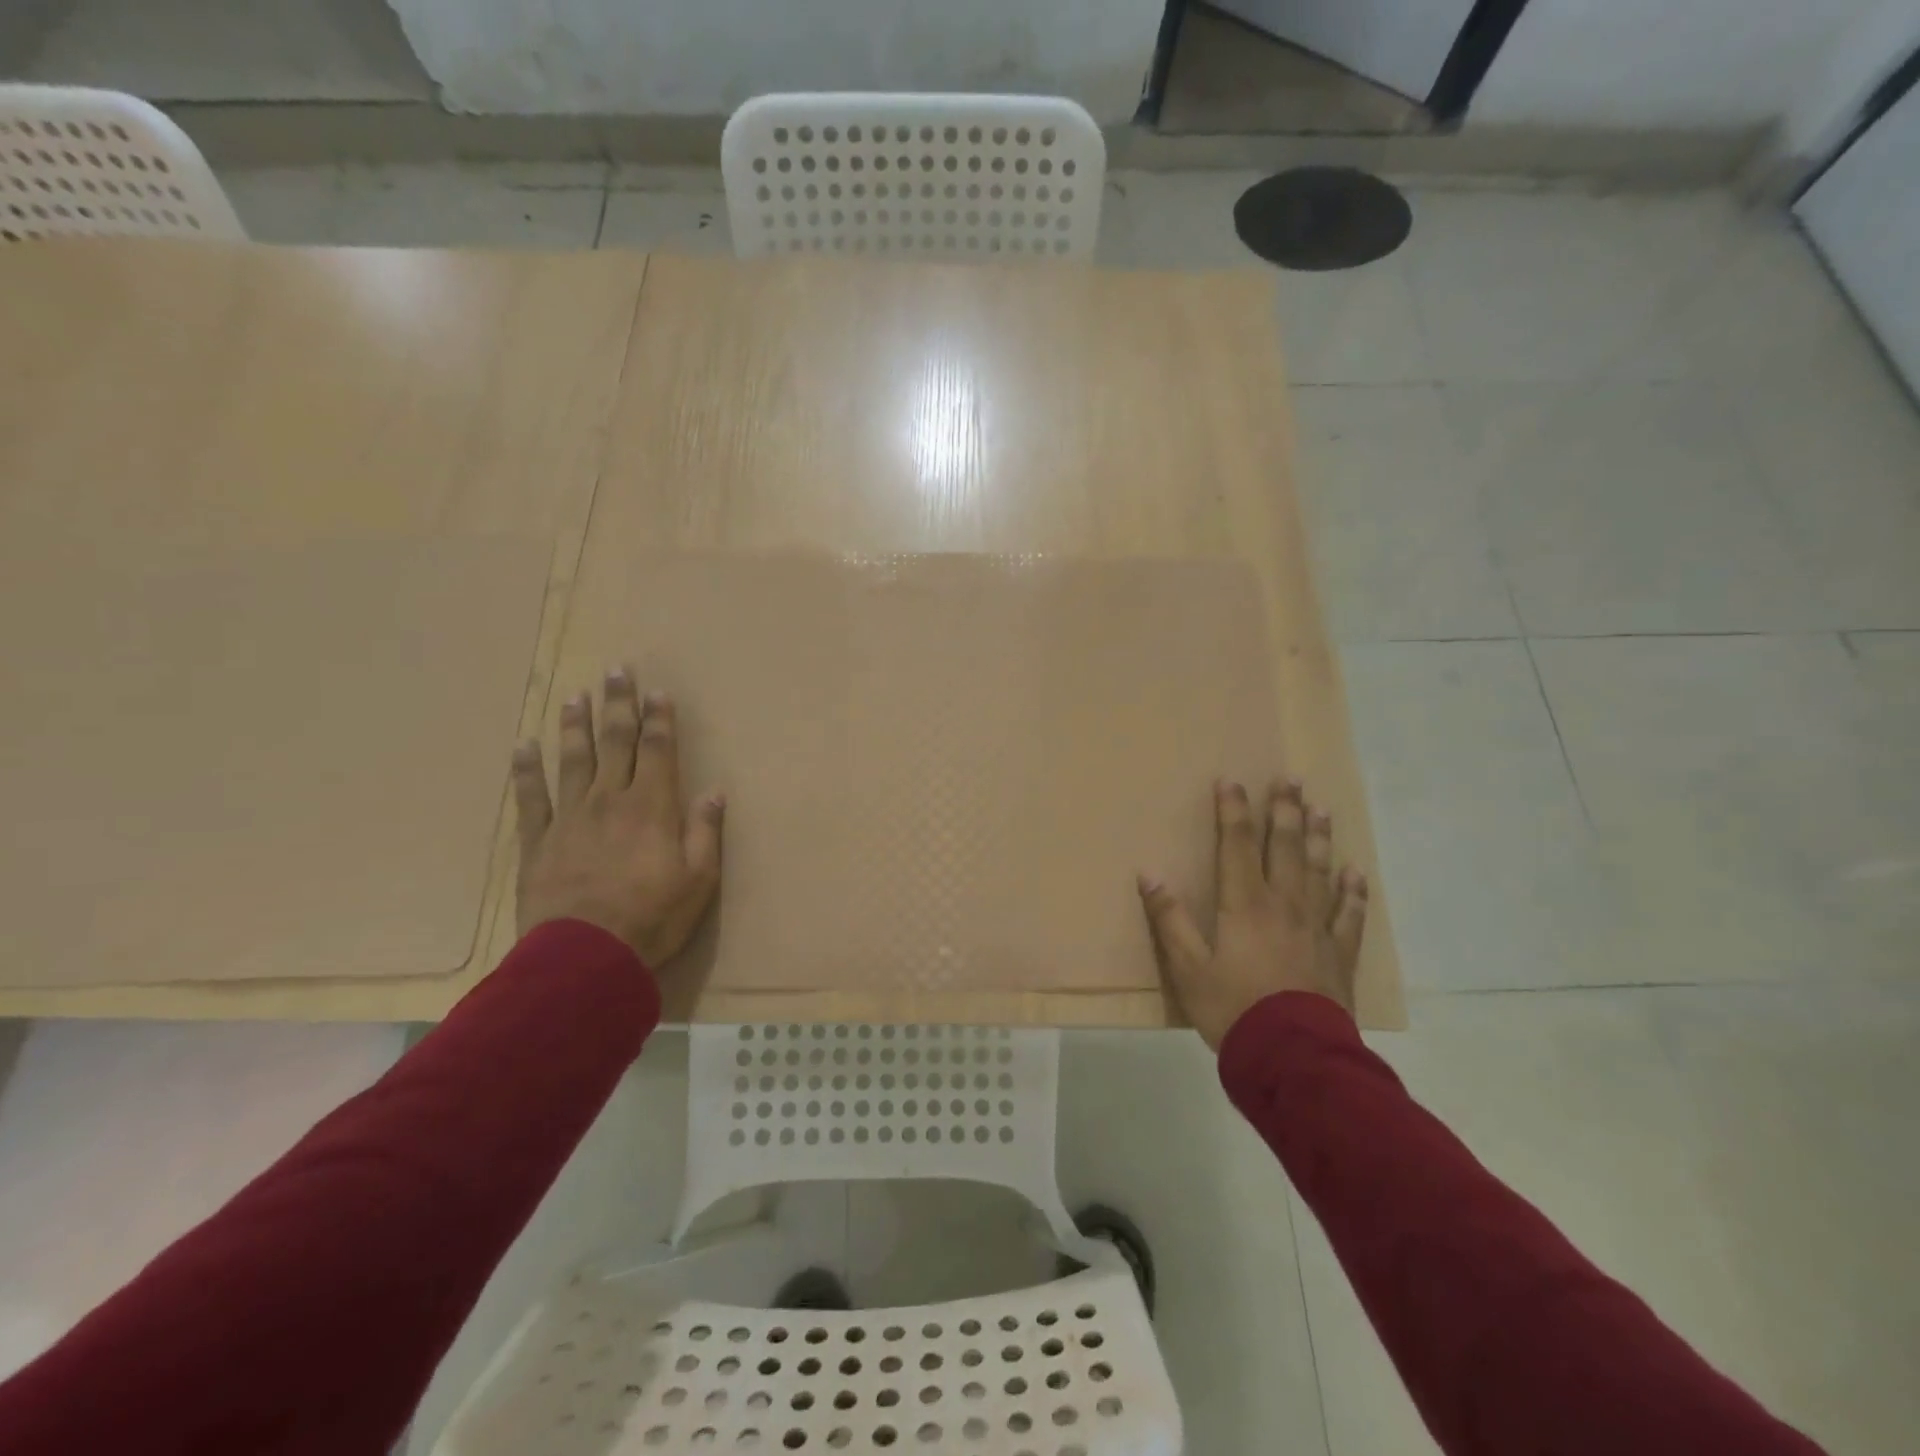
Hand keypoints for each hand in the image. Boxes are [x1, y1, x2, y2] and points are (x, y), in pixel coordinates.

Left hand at [512, 668, 723, 967]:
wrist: (584, 957)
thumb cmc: (653, 918)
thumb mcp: (699, 880)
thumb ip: (705, 831)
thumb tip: (714, 790)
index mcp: (652, 807)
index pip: (658, 751)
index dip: (659, 719)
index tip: (658, 691)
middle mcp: (610, 800)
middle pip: (615, 743)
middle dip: (618, 706)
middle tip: (616, 671)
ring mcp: (570, 818)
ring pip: (573, 760)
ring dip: (575, 725)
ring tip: (575, 696)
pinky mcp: (538, 842)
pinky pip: (531, 798)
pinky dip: (527, 770)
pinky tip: (525, 747)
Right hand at [1139, 778, 1367, 1049]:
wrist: (1293, 1058)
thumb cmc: (1233, 1009)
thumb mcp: (1187, 968)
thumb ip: (1170, 920)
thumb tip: (1149, 875)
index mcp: (1245, 905)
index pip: (1236, 845)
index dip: (1233, 811)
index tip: (1232, 781)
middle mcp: (1284, 905)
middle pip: (1285, 848)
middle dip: (1284, 811)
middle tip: (1290, 779)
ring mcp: (1316, 928)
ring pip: (1319, 872)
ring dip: (1319, 838)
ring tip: (1321, 809)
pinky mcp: (1338, 955)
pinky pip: (1349, 916)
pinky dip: (1353, 893)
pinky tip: (1355, 874)